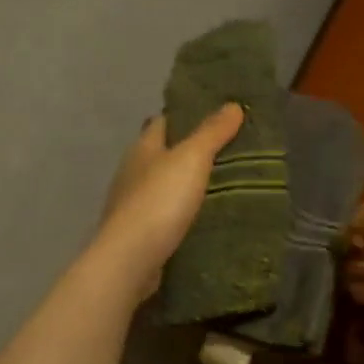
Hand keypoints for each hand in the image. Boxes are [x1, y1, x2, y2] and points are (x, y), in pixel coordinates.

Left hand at [95, 103, 243, 297]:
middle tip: (228, 151)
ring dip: (185, 183)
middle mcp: (133, 171)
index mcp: (143, 148)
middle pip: (163, 153)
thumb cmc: (160, 200)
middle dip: (188, 151)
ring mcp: (133, 204)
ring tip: (223, 183)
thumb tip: (233, 104)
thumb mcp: (192, 158)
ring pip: (164, 184)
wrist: (131, 259)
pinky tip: (203, 216)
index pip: (163, 121)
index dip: (186, 115)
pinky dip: (182, 211)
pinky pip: (165, 213)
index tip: (215, 116)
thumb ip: (212, 132)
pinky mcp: (139, 233)